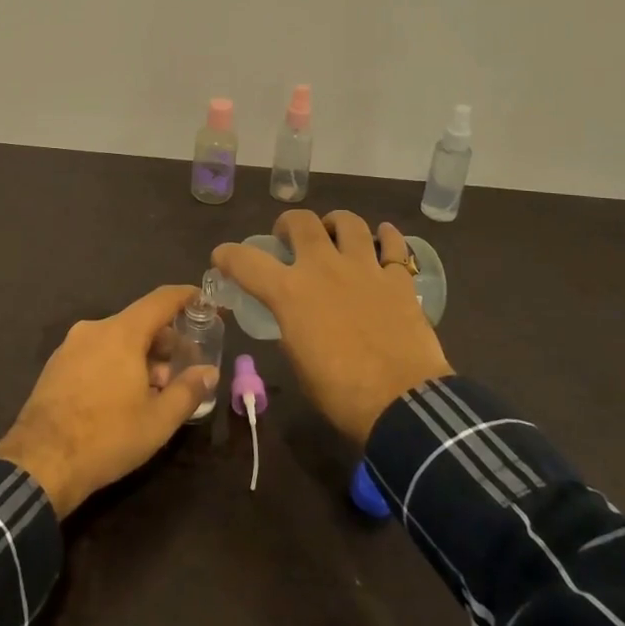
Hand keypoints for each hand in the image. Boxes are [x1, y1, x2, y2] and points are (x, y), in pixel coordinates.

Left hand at [0, 285, 216, 517]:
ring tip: (154, 388)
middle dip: (165, 340)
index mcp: (122, 333)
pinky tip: (122, 396)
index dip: (185, 296)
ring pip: (116, 339)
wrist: (40, 463)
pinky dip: (115, 363)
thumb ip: (188, 390)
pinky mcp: (55, 366)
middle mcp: (95, 329)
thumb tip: (209, 372)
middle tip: (182, 366)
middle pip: (138, 322)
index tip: (203, 300)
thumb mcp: (158, 420)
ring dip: (140, 356)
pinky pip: (95, 352)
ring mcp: (70, 346)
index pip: (160, 300)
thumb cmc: (107, 437)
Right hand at [213, 210, 452, 445]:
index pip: (247, 261)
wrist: (402, 403)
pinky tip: (384, 236)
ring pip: (348, 222)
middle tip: (288, 237)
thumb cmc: (340, 392)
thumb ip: (292, 328)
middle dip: (288, 224)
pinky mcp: (398, 279)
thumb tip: (294, 319)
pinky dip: (387, 237)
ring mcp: (364, 268)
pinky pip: (394, 246)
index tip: (222, 256)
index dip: (228, 255)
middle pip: (302, 222)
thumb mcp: (299, 361)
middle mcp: (324, 268)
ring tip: (334, 233)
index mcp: (291, 292)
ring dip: (335, 223)